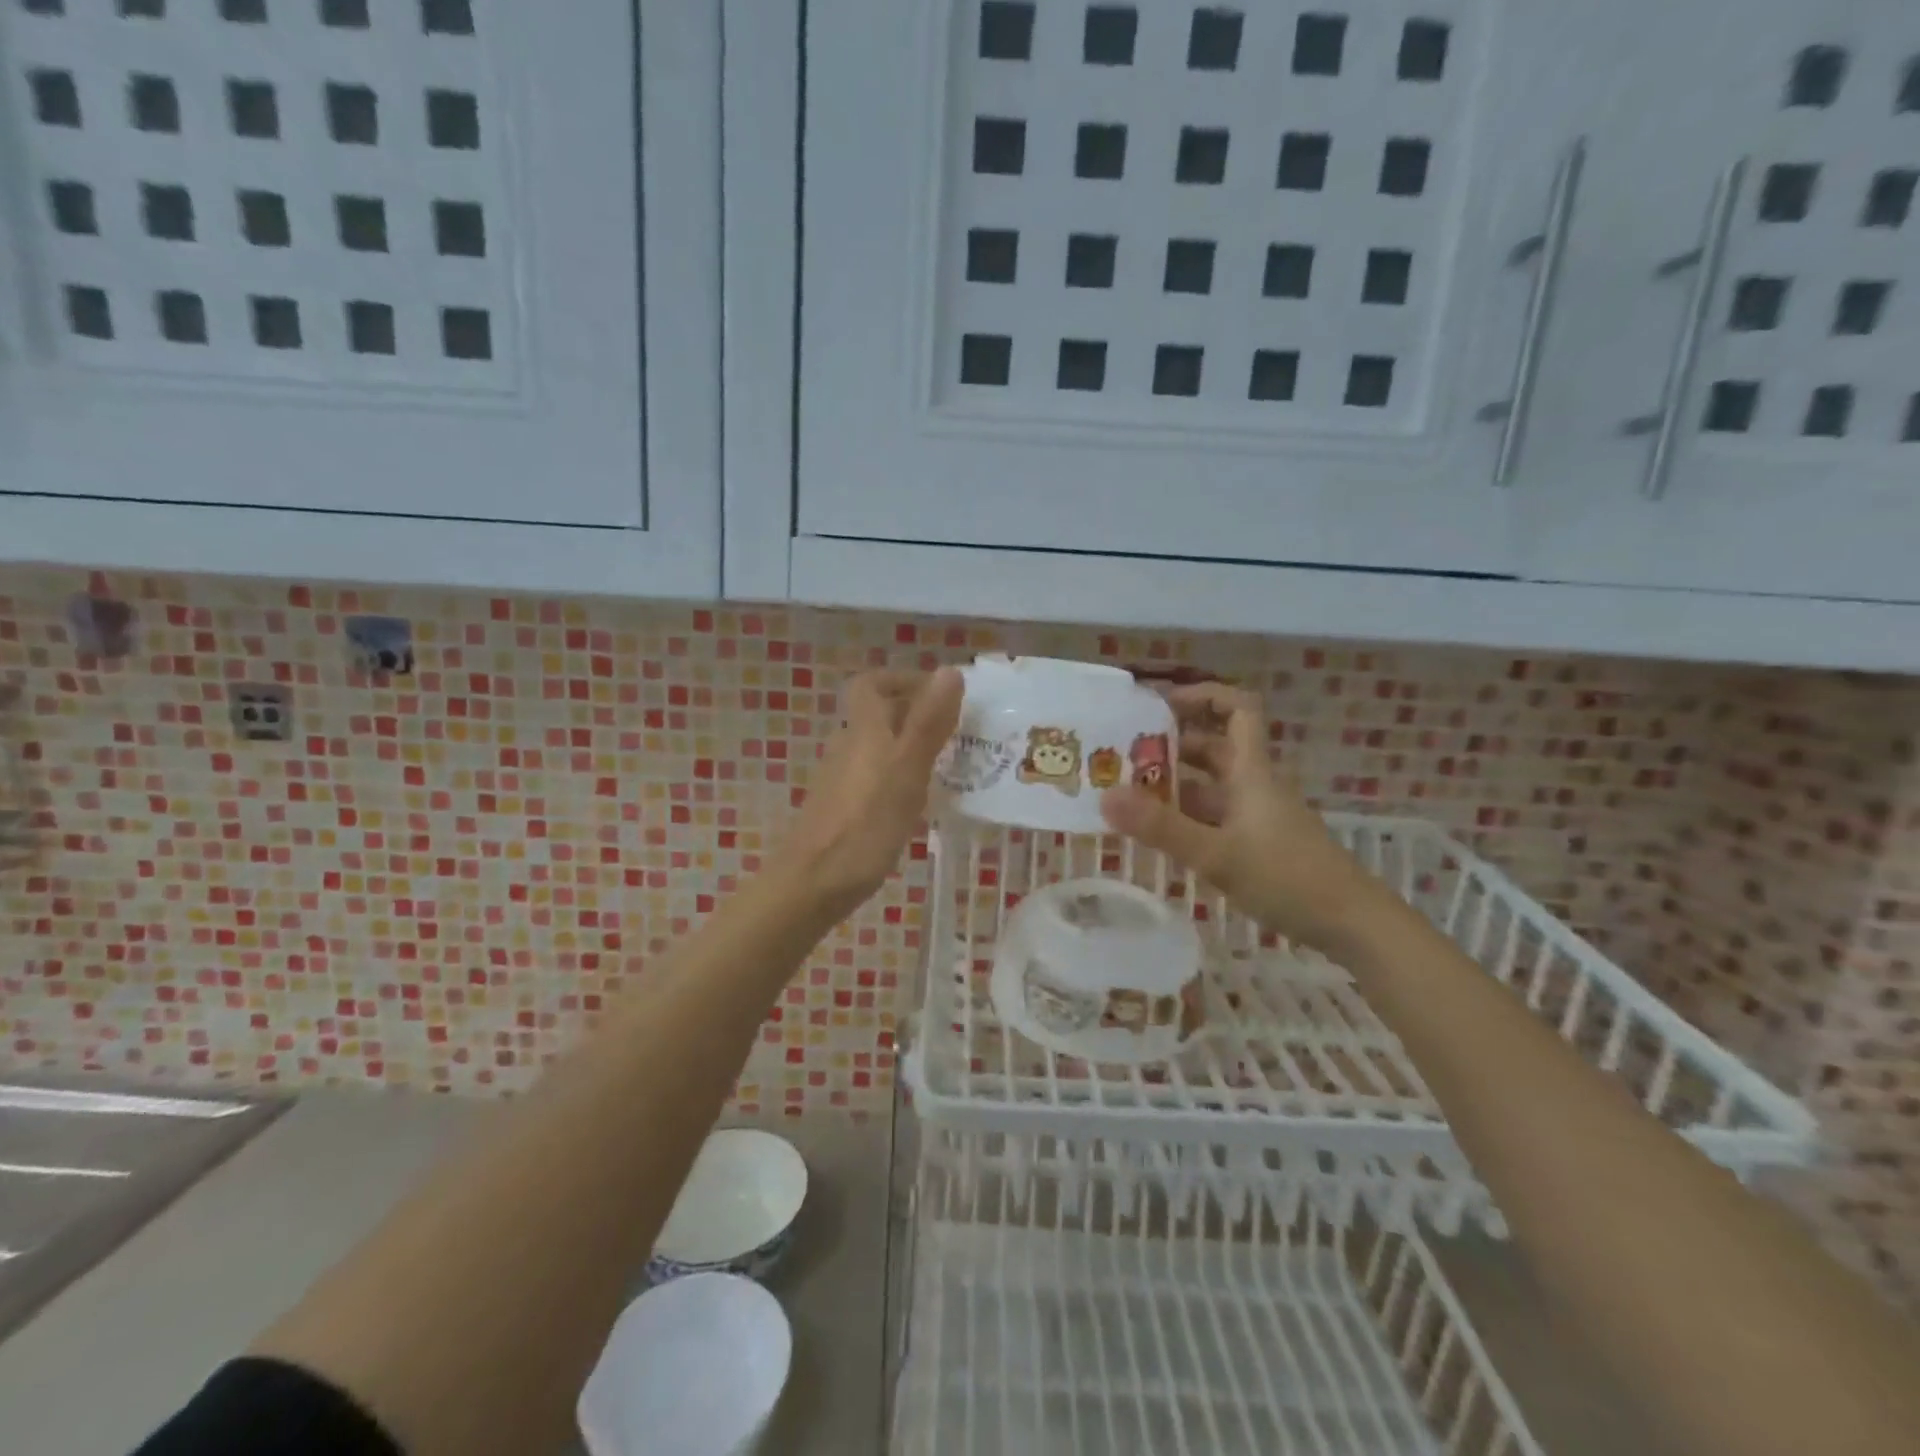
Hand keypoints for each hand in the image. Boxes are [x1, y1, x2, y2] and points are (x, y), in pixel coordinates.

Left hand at [776, 668, 963, 918]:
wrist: (813, 882)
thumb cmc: (866, 823)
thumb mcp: (907, 769)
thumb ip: (929, 722)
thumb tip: (950, 670)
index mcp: (864, 729)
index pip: (872, 683)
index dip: (903, 680)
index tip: (940, 694)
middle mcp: (848, 746)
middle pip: (878, 715)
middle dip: (916, 715)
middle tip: (957, 733)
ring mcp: (841, 779)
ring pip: (879, 748)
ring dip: (911, 748)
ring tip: (948, 768)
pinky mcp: (842, 807)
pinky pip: (875, 777)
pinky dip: (899, 777)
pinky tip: (919, 803)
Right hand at [1099, 682, 1388, 951]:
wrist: (1352, 924)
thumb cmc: (1287, 878)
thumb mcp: (1216, 854)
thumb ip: (1161, 827)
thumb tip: (1105, 796)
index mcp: (1251, 771)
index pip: (1236, 709)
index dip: (1202, 695)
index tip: (1159, 705)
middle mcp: (1253, 784)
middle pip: (1214, 746)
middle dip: (1170, 745)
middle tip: (1123, 754)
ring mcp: (1256, 815)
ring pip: (1210, 785)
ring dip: (1173, 783)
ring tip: (1127, 793)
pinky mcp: (1257, 842)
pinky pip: (1213, 815)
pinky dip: (1185, 816)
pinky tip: (1157, 833)